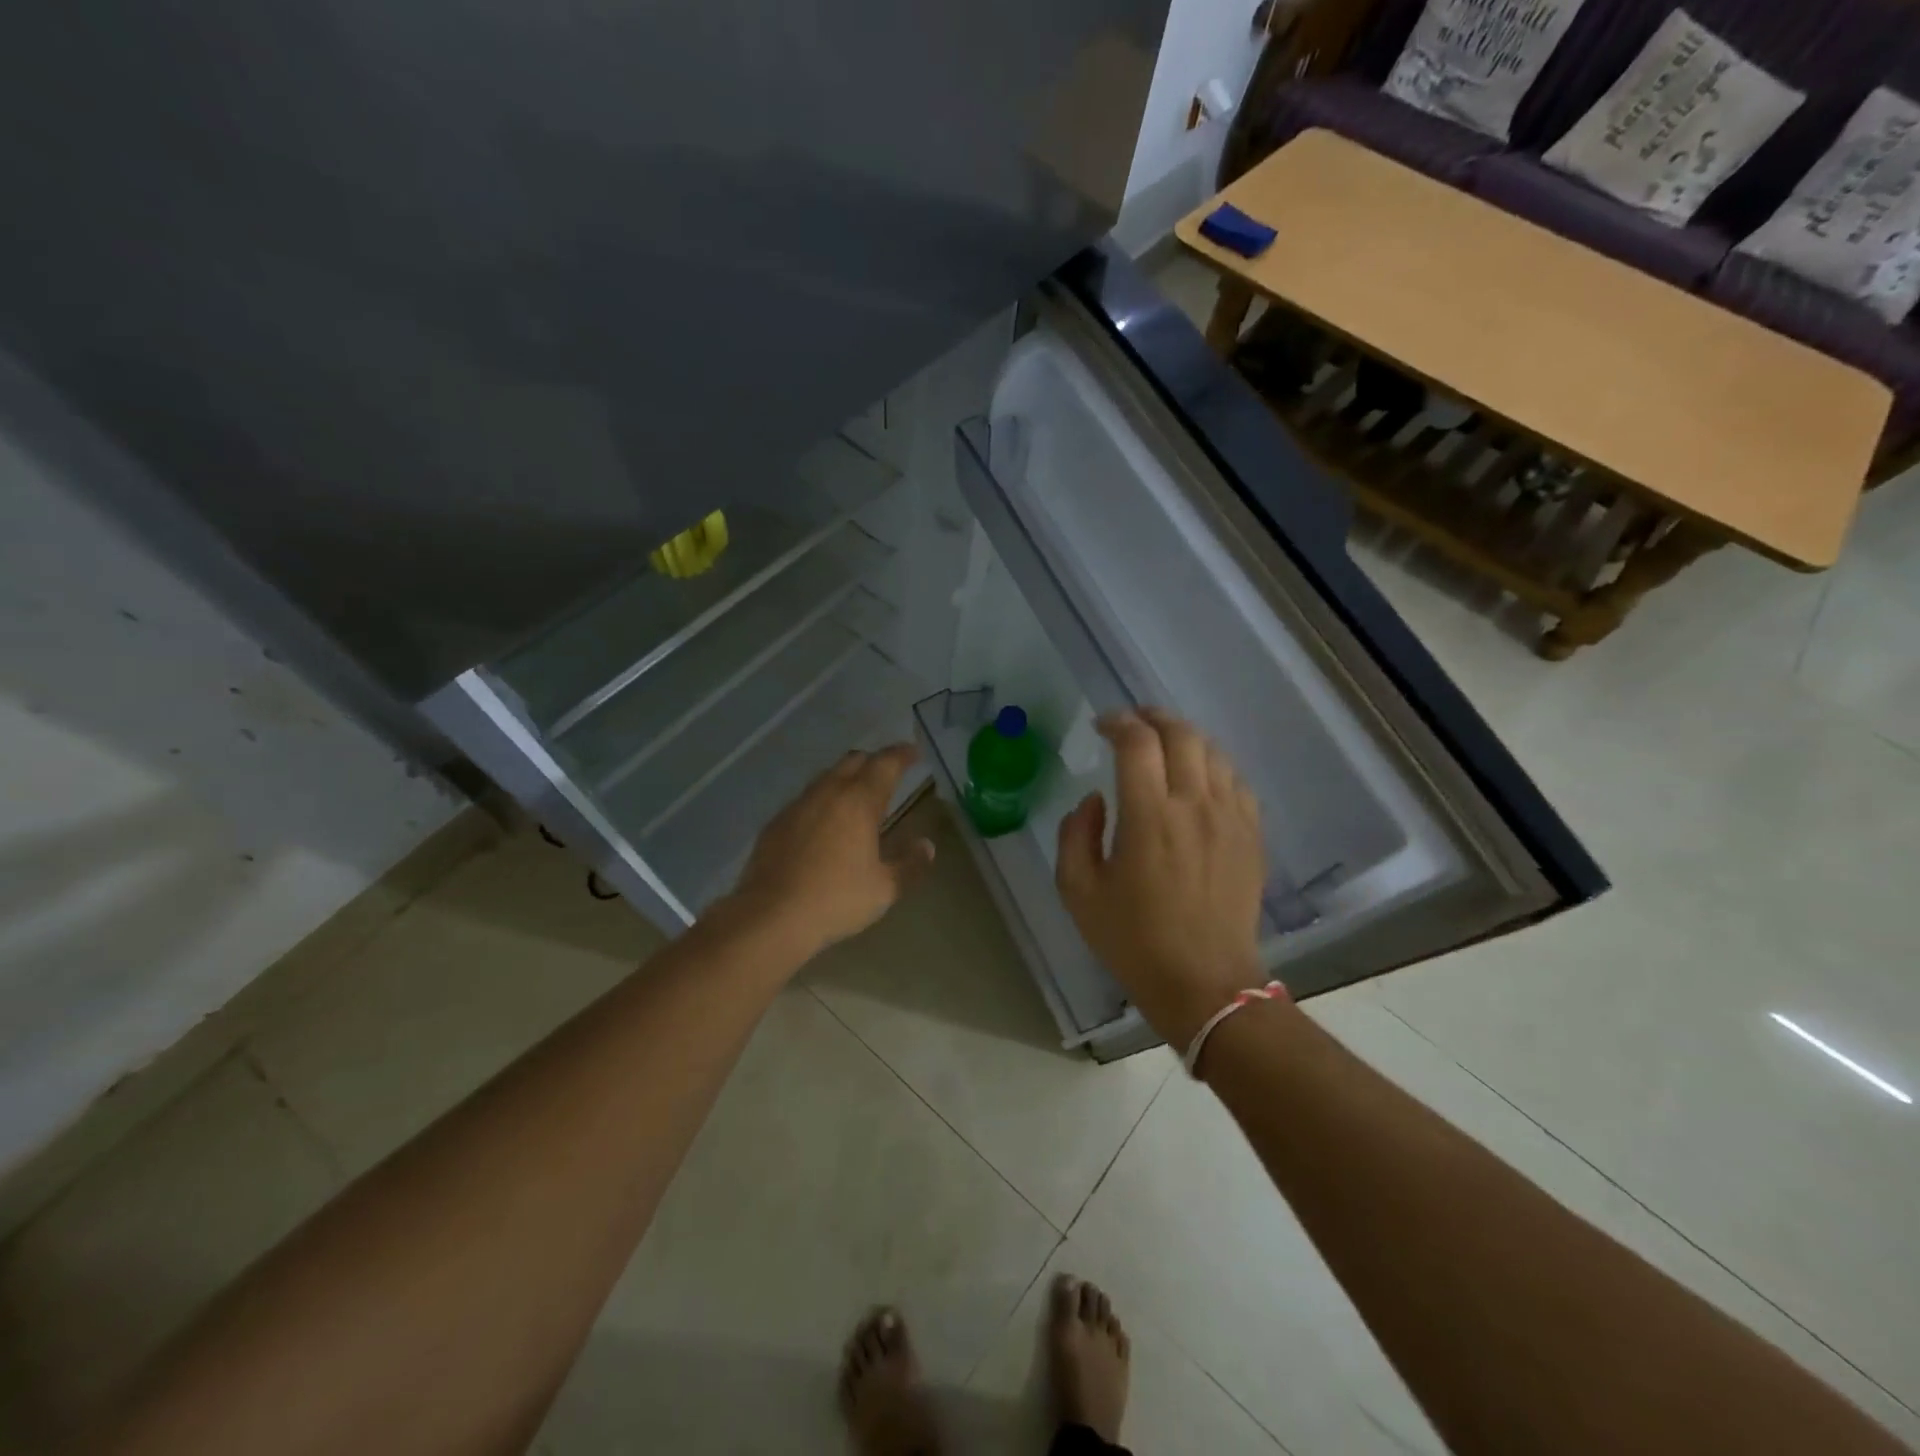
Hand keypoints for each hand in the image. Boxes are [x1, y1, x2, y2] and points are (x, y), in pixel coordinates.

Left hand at [724, 743, 934, 958]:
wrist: (771, 916)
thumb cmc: (836, 900)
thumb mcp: (884, 889)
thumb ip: (910, 864)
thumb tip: (927, 846)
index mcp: (859, 802)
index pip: (885, 764)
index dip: (902, 754)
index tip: (914, 752)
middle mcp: (828, 793)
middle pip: (853, 761)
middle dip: (874, 761)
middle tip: (888, 772)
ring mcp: (797, 805)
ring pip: (826, 777)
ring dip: (845, 778)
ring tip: (857, 795)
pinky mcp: (776, 823)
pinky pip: (805, 799)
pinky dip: (822, 800)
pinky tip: (824, 822)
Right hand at [1055, 708, 1267, 1046]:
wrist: (1204, 983)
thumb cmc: (1133, 940)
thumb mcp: (1078, 892)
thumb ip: (1075, 834)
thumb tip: (1094, 800)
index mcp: (1148, 816)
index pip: (1137, 742)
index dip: (1118, 722)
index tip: (1102, 725)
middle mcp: (1194, 804)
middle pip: (1181, 734)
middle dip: (1153, 717)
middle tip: (1133, 722)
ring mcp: (1230, 817)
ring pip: (1213, 752)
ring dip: (1185, 737)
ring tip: (1164, 744)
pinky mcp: (1251, 835)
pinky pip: (1236, 781)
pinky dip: (1213, 765)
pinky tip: (1199, 777)